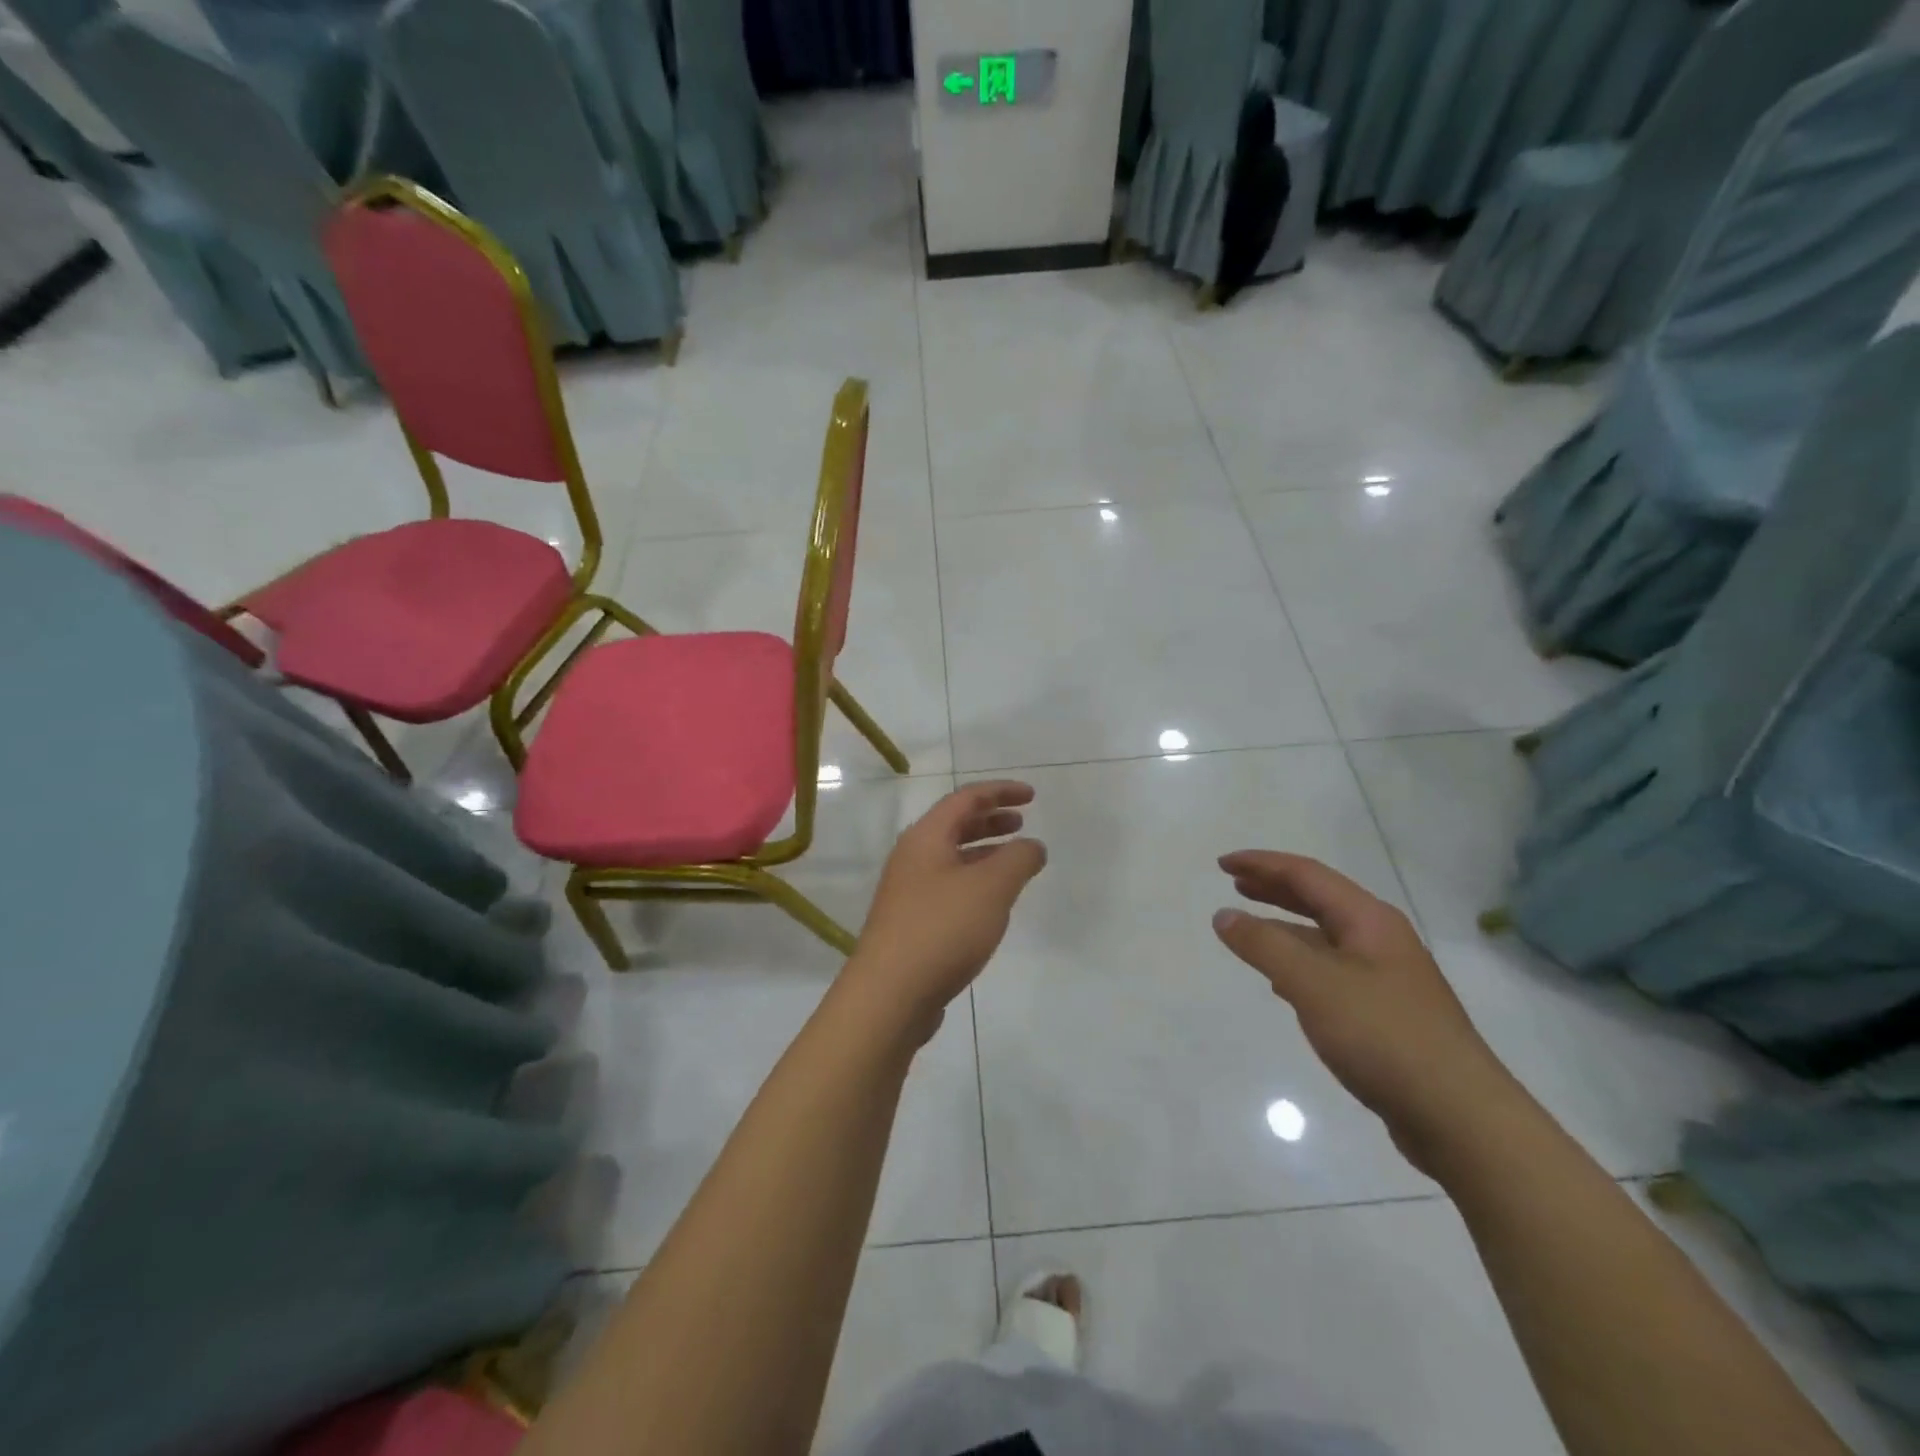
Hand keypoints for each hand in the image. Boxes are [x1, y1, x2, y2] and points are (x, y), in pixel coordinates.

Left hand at [843, 782, 1046, 1036]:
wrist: (889, 994)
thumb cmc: (942, 928)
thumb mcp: (991, 888)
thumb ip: (1018, 859)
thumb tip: (1032, 846)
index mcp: (926, 837)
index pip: (966, 799)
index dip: (1000, 792)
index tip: (1032, 796)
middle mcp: (912, 857)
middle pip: (954, 825)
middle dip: (990, 820)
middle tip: (1021, 824)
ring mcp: (908, 891)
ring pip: (951, 858)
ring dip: (984, 852)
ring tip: (1014, 862)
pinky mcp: (911, 923)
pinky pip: (948, 887)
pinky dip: (974, 881)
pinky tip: (991, 903)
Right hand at [1212, 851, 1522, 1174]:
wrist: (1459, 1117)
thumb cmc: (1383, 1036)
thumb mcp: (1313, 984)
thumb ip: (1264, 945)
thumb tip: (1224, 915)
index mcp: (1369, 921)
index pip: (1307, 875)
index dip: (1262, 864)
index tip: (1222, 864)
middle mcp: (1380, 940)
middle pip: (1319, 900)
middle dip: (1274, 888)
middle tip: (1234, 884)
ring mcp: (1386, 978)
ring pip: (1325, 937)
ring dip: (1285, 927)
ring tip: (1250, 929)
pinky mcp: (1384, 1014)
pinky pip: (1331, 971)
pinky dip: (1299, 964)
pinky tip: (1282, 983)